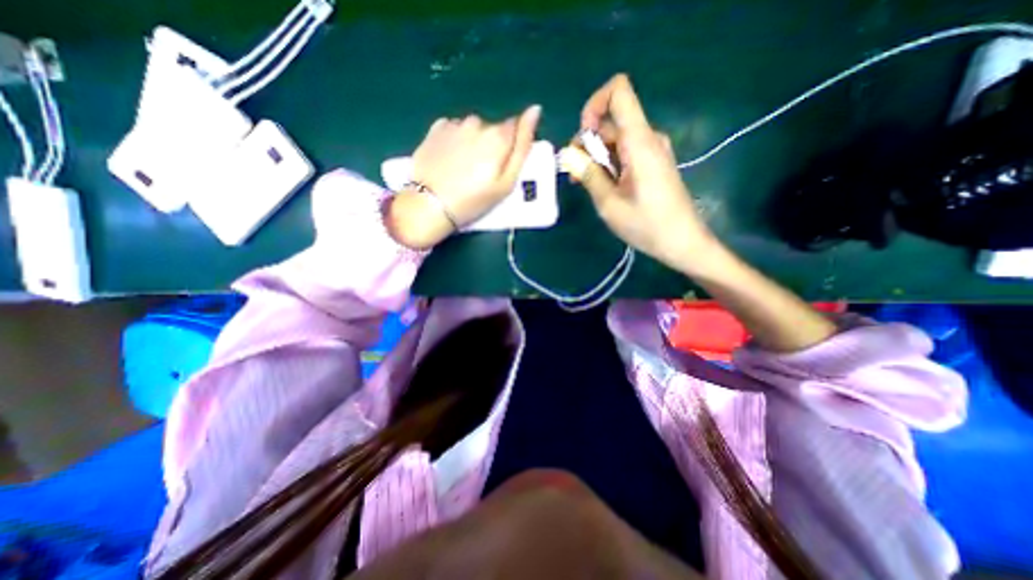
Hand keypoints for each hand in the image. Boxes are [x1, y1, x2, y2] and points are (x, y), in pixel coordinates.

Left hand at [382, 103, 536, 247]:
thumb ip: (522, 146)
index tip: (502, 165)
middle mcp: (477, 123)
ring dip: (472, 142)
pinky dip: (455, 141)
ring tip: (463, 168)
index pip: (514, 128)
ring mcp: (454, 124)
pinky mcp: (435, 129)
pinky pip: (453, 129)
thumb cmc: (474, 200)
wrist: (430, 205)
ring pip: (472, 129)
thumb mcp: (507, 182)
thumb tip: (535, 110)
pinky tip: (449, 159)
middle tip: (481, 173)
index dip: (510, 146)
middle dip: (491, 146)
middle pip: (492, 130)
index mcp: (497, 136)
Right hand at [565, 75, 720, 273]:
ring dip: (596, 156)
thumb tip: (568, 154)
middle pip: (611, 121)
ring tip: (586, 185)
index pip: (618, 91)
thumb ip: (588, 174)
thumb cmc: (647, 225)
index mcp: (639, 141)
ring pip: (615, 139)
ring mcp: (652, 150)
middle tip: (575, 175)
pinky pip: (625, 151)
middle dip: (587, 142)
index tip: (582, 137)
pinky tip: (603, 186)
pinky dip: (609, 163)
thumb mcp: (609, 204)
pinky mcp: (653, 162)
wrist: (682, 242)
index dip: (594, 104)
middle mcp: (648, 137)